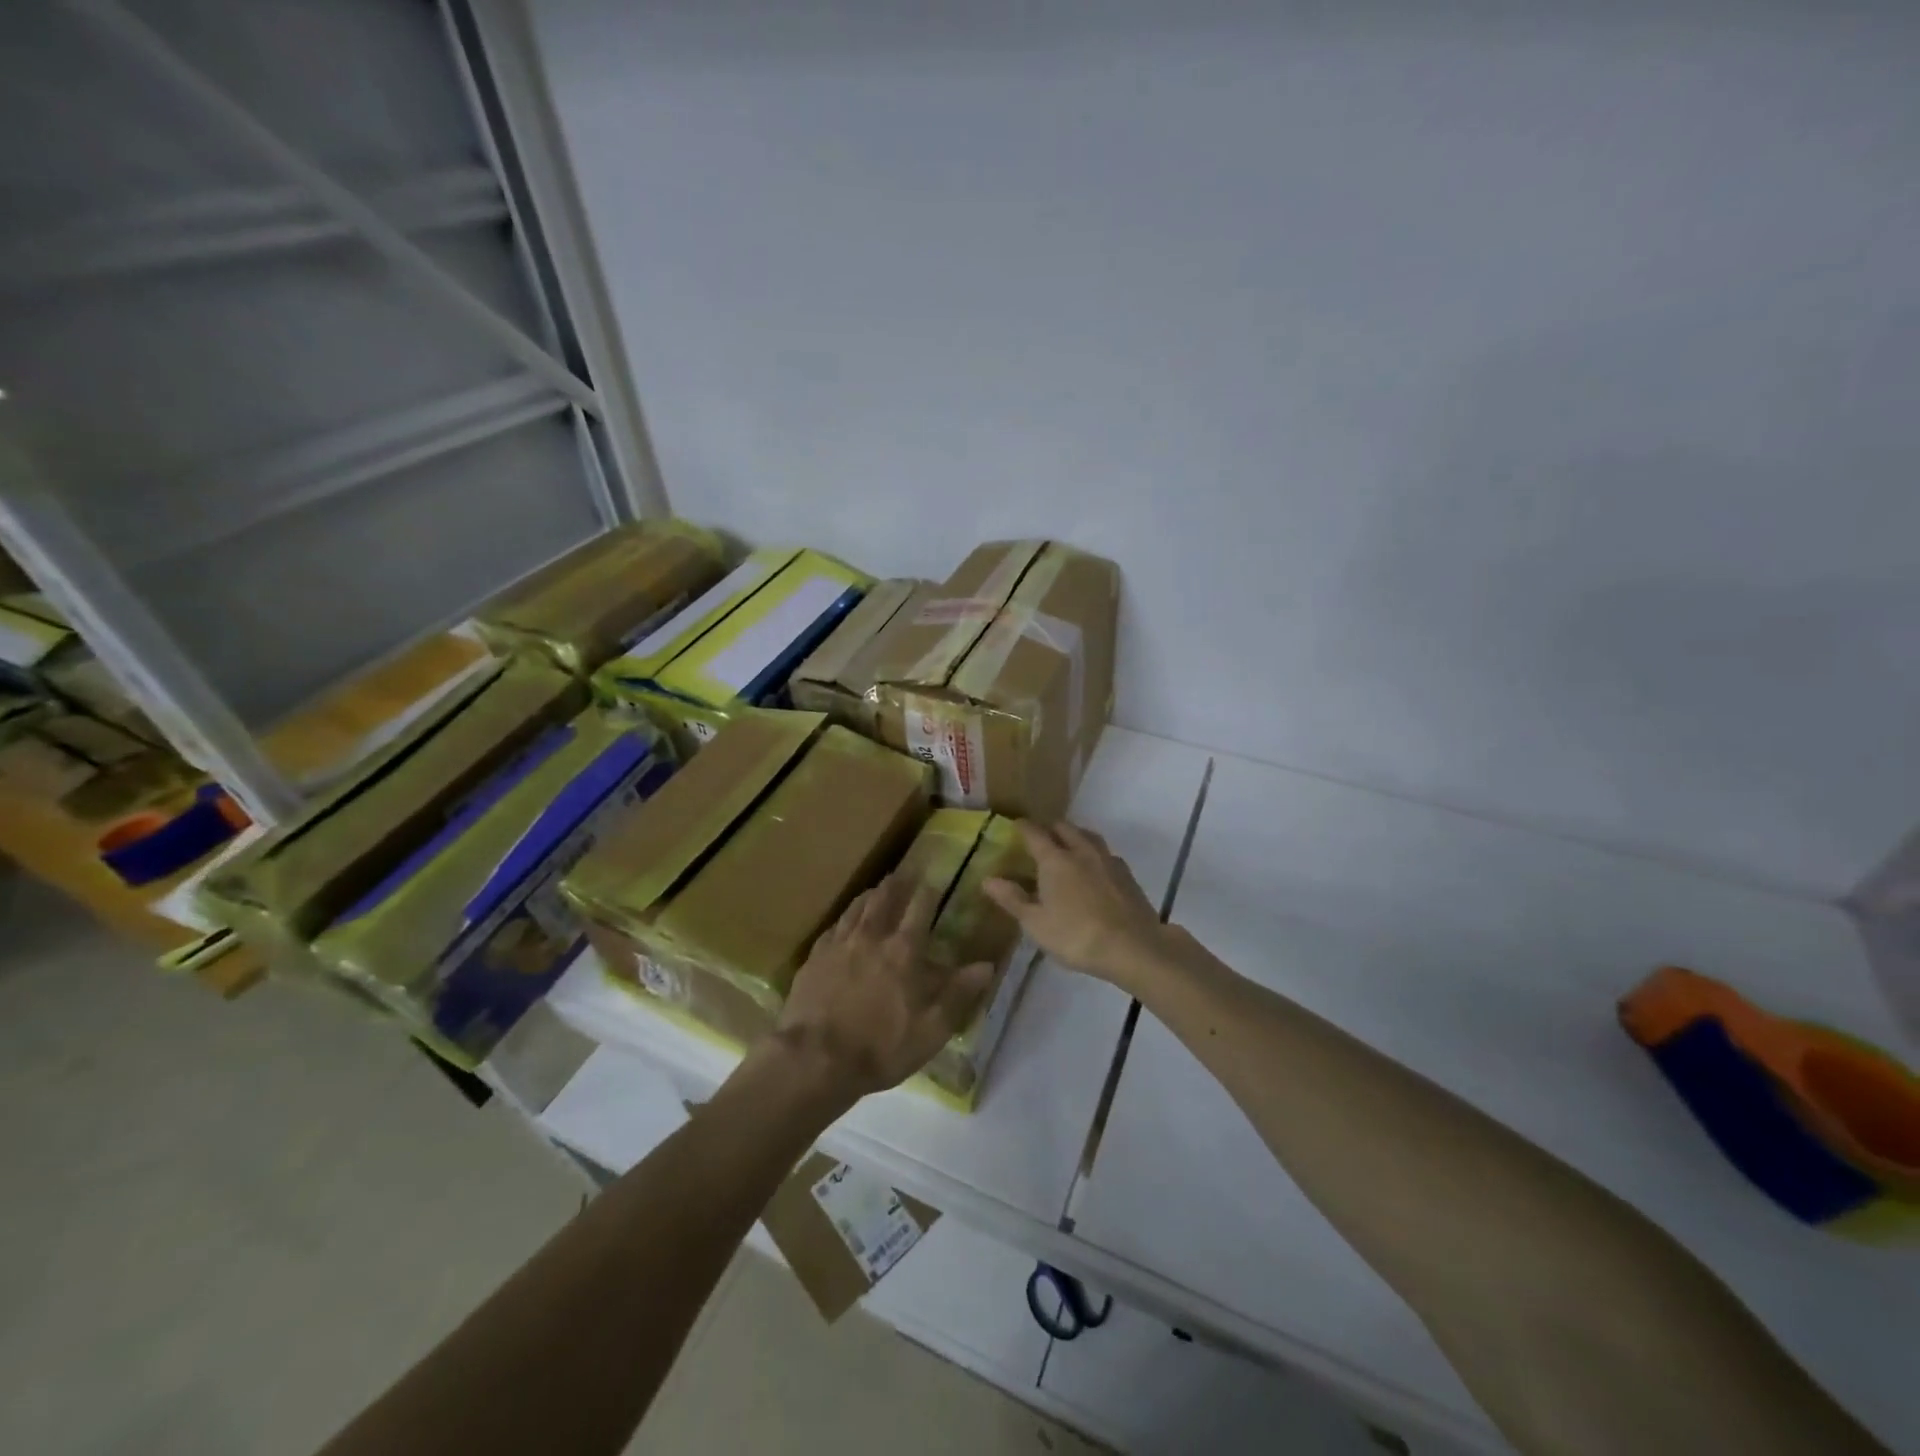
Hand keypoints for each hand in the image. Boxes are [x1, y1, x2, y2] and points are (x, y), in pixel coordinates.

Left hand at [772, 871, 994, 1102]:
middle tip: (903, 872)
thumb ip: (958, 994)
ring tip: (876, 888)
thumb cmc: (880, 1047)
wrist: (815, 1059)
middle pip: (884, 899)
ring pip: (856, 908)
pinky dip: (844, 918)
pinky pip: (833, 927)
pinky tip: (844, 922)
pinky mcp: (814, 958)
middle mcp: (871, 937)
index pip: (920, 908)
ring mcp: (839, 945)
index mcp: (903, 950)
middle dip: (896, 883)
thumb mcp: (931, 1029)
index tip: (934, 879)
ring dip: (869, 895)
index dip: (929, 891)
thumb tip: (987, 966)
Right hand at [983, 822, 1166, 988]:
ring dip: (1075, 836)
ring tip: (1068, 846)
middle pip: (1064, 828)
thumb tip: (988, 879)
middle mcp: (1081, 851)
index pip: (1035, 834)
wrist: (1133, 947)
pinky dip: (1094, 854)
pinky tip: (1094, 868)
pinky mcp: (1127, 875)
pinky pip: (1106, 854)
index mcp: (1055, 860)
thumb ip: (1012, 899)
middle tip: (1041, 837)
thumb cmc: (1076, 936)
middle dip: (1050, 828)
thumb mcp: (1036, 923)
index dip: (1023, 827)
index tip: (1015, 825)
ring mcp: (1108, 860)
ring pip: (1088, 836)